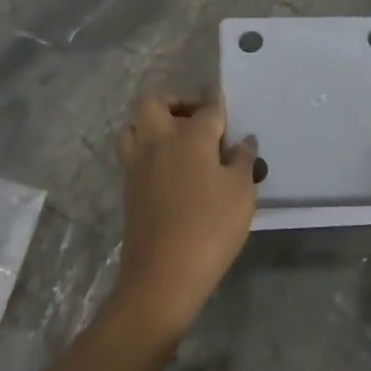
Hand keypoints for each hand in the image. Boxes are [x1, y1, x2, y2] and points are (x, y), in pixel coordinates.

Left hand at [113, 95, 258, 336]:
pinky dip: (148, 149)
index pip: (207, 107)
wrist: (163, 275)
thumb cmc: (210, 228)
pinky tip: (170, 168)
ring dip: (153, 124)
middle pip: (155, 102)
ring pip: (134, 125)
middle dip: (175, 101)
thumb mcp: (241, 193)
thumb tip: (243, 141)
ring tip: (177, 140)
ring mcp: (137, 164)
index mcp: (190, 137)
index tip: (220, 95)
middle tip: (196, 118)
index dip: (216, 99)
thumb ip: (242, 161)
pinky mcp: (128, 187)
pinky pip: (133, 152)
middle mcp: (159, 141)